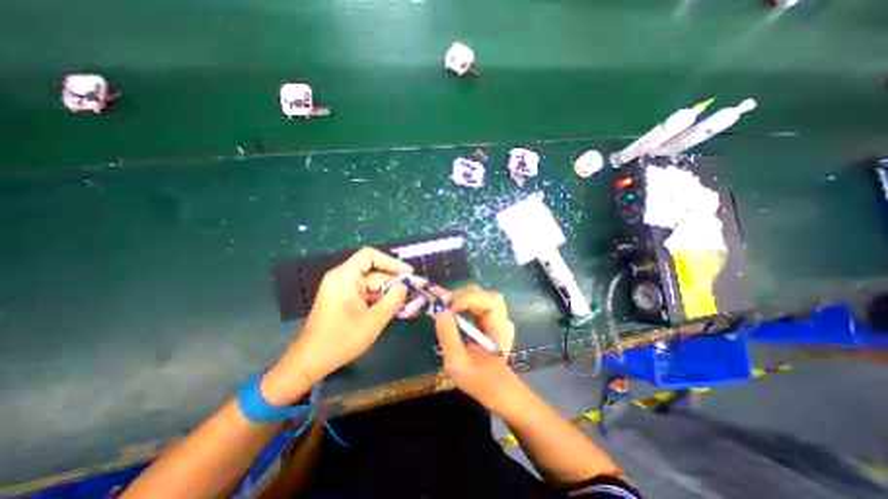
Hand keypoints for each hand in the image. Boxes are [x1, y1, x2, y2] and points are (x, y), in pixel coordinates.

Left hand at [264, 247, 411, 405]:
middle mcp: (345, 279)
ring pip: (376, 287)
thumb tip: (406, 286)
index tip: (408, 273)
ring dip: (394, 295)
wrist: (311, 363)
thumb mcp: (373, 320)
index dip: (391, 261)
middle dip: (398, 283)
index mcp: (345, 277)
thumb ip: (393, 300)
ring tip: (415, 302)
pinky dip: (385, 302)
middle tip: (419, 290)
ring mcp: (347, 292)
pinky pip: (371, 297)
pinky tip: (402, 310)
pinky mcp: (349, 302)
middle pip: (376, 274)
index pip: (370, 256)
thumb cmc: (340, 340)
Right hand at [434, 286, 518, 407]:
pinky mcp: (487, 318)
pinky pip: (473, 302)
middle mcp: (501, 318)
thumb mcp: (457, 362)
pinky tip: (442, 297)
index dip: (467, 299)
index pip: (489, 301)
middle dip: (460, 296)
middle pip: (483, 295)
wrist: (493, 389)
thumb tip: (439, 307)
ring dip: (458, 297)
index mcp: (500, 329)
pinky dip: (458, 300)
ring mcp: (495, 317)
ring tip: (440, 303)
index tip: (446, 308)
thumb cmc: (477, 379)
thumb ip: (448, 335)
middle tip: (441, 305)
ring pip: (477, 296)